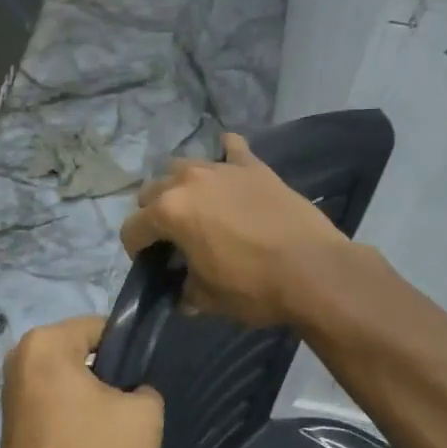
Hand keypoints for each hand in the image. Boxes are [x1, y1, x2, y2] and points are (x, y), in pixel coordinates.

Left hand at [0, 316, 163, 447]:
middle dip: (111, 374)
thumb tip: (134, 392)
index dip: (131, 348)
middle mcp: (21, 357)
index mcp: (46, 342)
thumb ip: (147, 389)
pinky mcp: (13, 422)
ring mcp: (13, 391)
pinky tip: (94, 442)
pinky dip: (75, 417)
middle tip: (136, 402)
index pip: (101, 326)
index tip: (147, 375)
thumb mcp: (144, 415)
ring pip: (70, 381)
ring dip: (93, 398)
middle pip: (83, 353)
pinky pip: (55, 404)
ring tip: (117, 425)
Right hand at [120, 132, 352, 326]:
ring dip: (181, 184)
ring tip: (196, 205)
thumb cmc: (253, 287)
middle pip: (152, 190)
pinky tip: (229, 164)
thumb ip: (186, 290)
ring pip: (185, 165)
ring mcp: (222, 169)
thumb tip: (183, 293)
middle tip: (172, 237)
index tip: (150, 264)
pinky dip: (226, 155)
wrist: (313, 270)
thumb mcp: (208, 298)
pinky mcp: (254, 166)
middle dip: (154, 213)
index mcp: (169, 212)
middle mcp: (188, 182)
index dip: (136, 249)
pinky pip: (232, 148)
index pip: (133, 228)